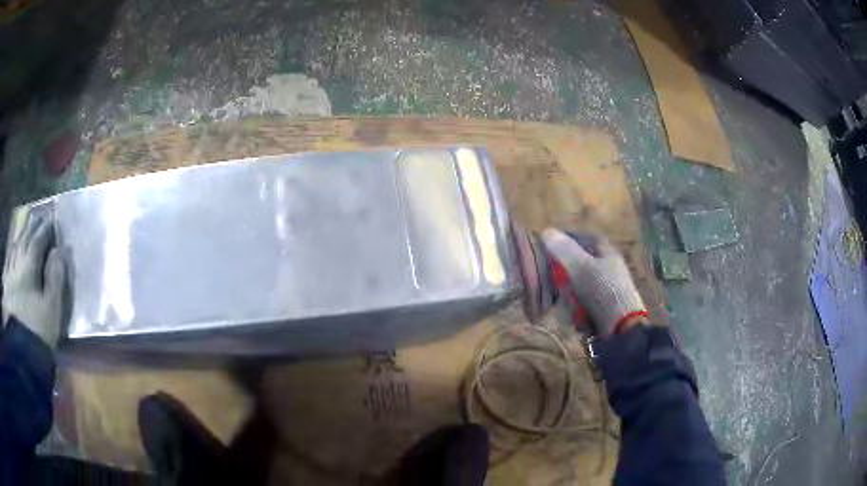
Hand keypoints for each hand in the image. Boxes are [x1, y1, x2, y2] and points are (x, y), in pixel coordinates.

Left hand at [2, 215, 66, 347]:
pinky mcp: (6, 287)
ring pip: (14, 247)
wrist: (22, 353)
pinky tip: (11, 250)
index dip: (45, 229)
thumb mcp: (52, 308)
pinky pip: (7, 262)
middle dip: (31, 226)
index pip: (37, 241)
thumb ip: (55, 277)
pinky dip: (10, 252)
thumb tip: (60, 250)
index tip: (52, 218)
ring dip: (20, 235)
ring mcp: (9, 275)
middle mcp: (17, 264)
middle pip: (24, 239)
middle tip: (38, 216)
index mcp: (29, 266)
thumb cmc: (38, 329)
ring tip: (24, 226)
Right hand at [541, 229, 646, 336]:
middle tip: (551, 272)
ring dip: (570, 288)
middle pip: (584, 261)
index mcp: (608, 252)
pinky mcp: (606, 307)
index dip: (570, 237)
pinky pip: (586, 300)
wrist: (621, 328)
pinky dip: (576, 304)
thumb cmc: (602, 291)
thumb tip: (547, 230)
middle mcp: (610, 267)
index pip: (588, 237)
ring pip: (583, 282)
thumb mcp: (581, 268)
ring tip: (558, 296)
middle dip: (566, 266)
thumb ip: (564, 250)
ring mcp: (609, 288)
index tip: (551, 242)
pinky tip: (570, 311)